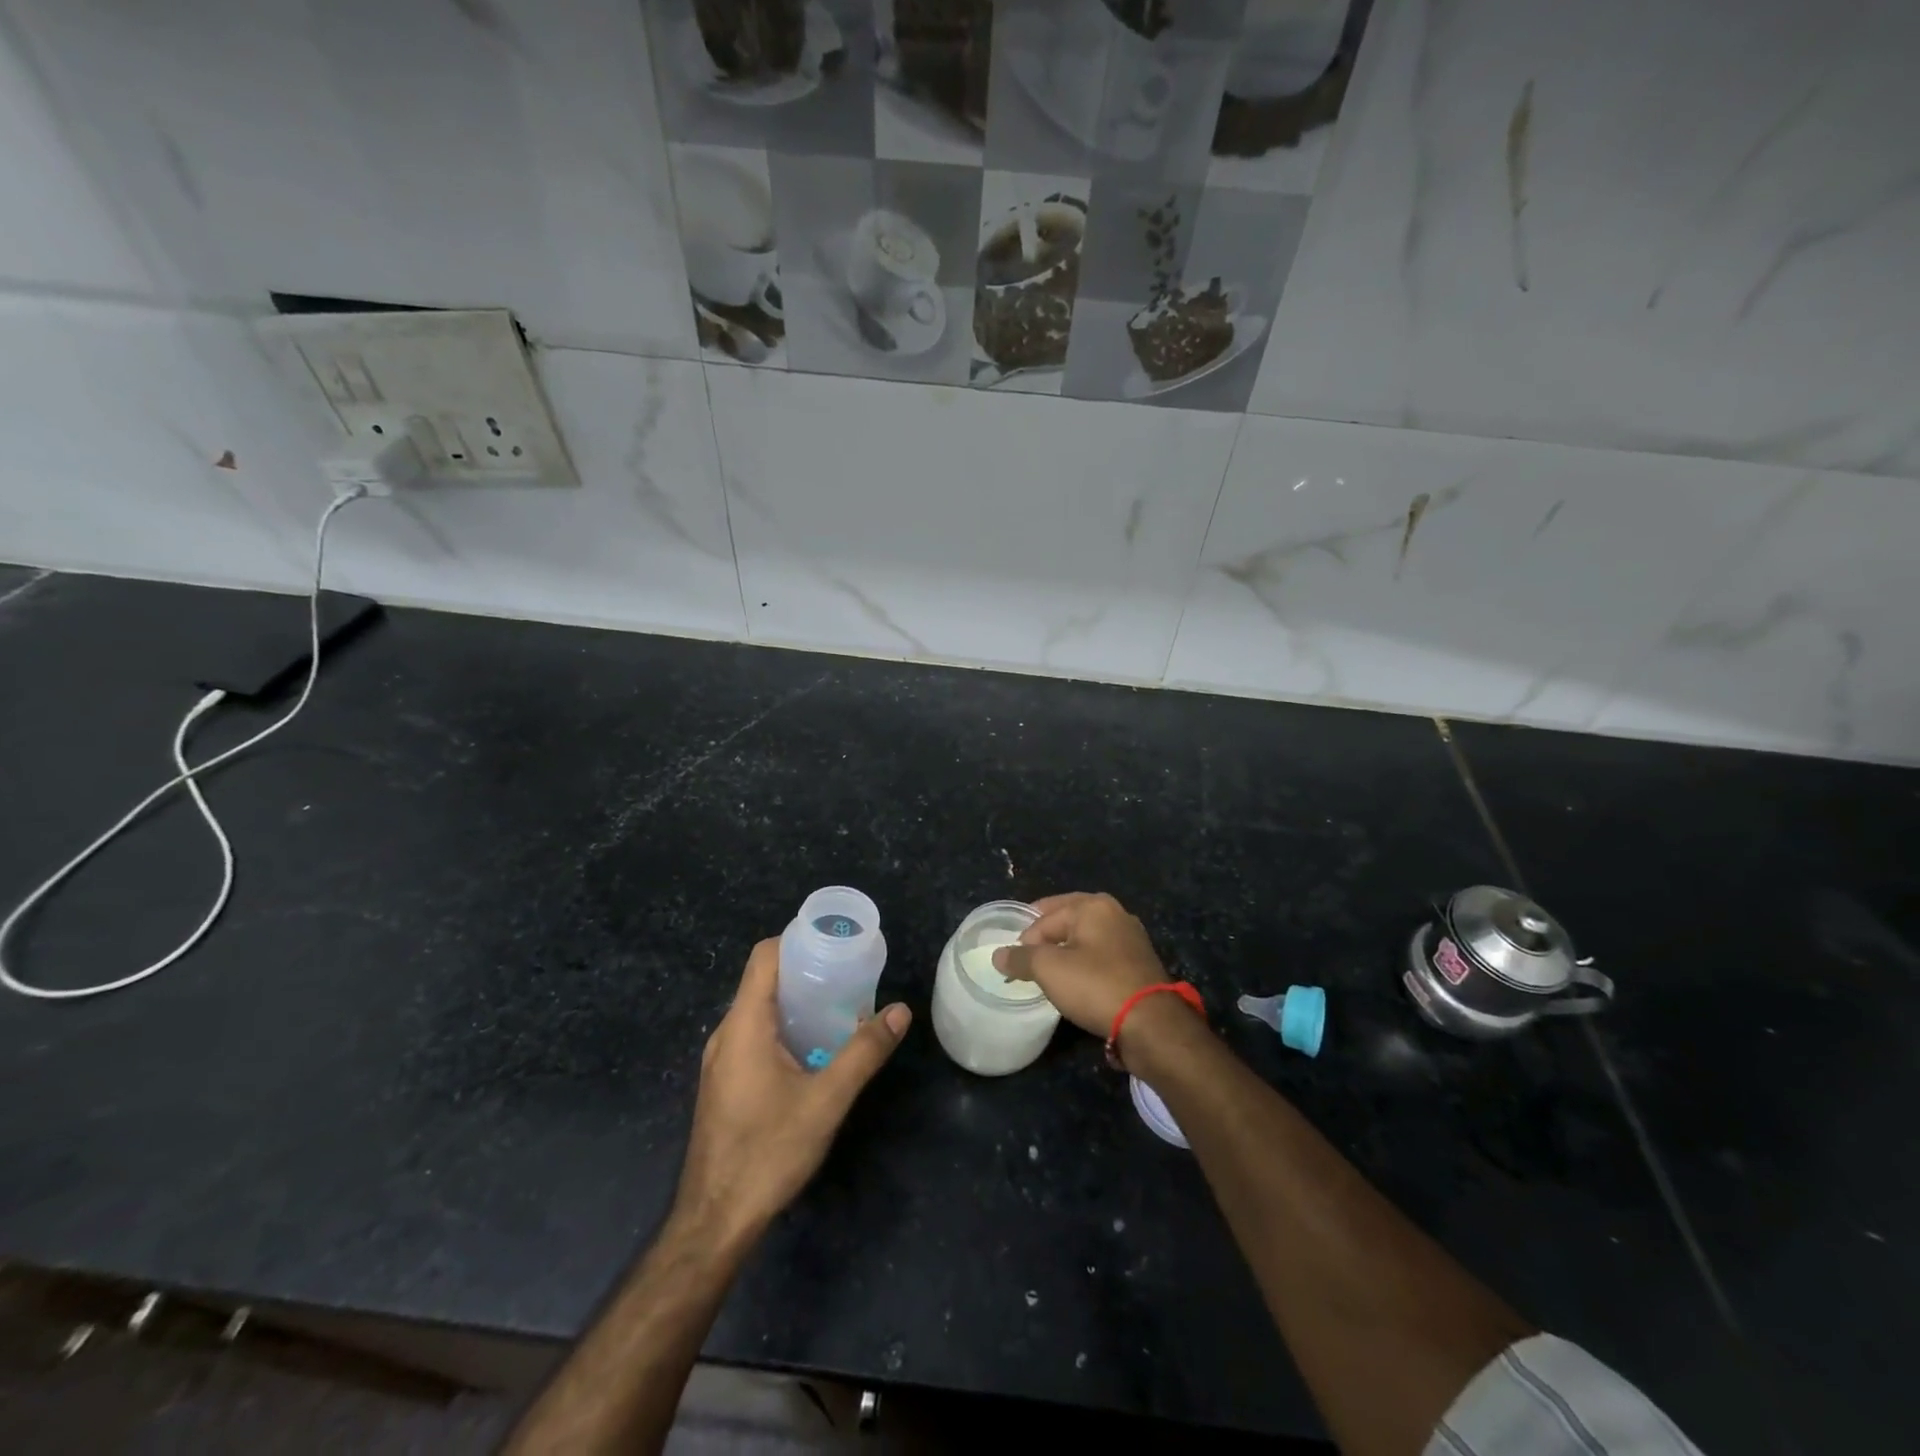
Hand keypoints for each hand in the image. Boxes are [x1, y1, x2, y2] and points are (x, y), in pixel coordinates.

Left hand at [674, 939, 910, 1247]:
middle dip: (806, 970)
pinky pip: (754, 1036)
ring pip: (759, 1010)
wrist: (715, 1220)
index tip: (835, 943)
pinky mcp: (724, 1083)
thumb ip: (864, 1052)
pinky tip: (814, 1049)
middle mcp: (726, 1034)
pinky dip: (784, 1027)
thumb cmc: (768, 1151)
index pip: (764, 957)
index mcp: (744, 1024)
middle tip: (849, 975)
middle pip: (763, 981)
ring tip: (839, 1006)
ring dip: (797, 1001)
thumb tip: (900, 1011)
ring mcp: (721, 1061)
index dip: (797, 940)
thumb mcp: (826, 1100)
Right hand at [992, 892, 1168, 1039]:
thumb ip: (1020, 958)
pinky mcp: (1139, 964)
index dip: (1025, 939)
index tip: (1014, 964)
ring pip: (1085, 940)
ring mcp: (1131, 938)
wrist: (1151, 1024)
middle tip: (1026, 962)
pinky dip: (1085, 966)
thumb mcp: (1049, 969)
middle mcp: (1115, 913)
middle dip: (1045, 940)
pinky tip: (1077, 984)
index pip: (1045, 917)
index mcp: (1093, 905)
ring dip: (1066, 953)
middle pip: (1067, 921)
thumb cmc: (1096, 985)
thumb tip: (998, 955)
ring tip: (1049, 974)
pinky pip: (1102, 957)